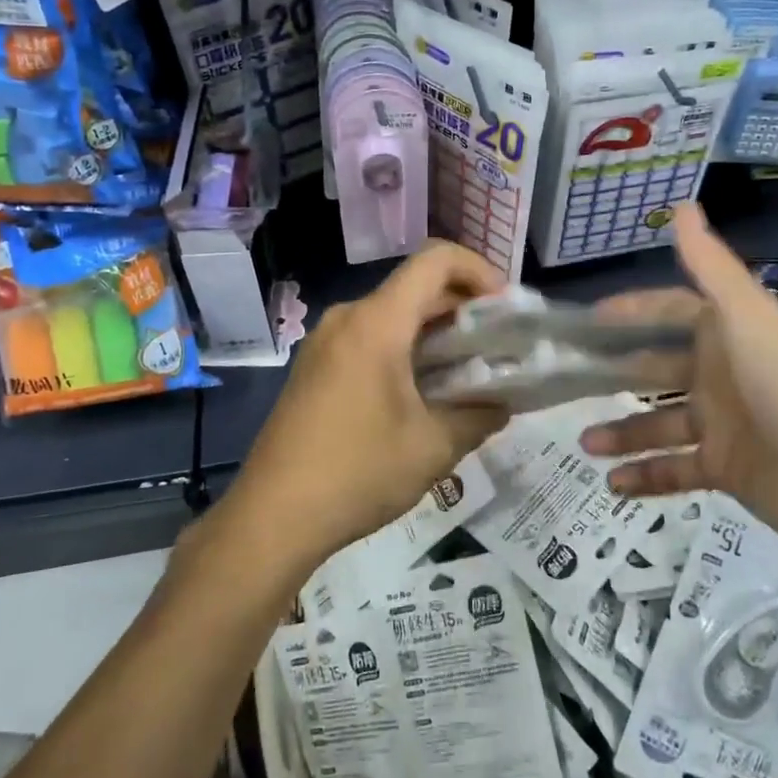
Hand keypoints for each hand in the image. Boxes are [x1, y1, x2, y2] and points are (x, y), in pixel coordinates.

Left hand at [232, 241, 509, 566]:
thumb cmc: (358, 472)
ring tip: (468, 370)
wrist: (272, 517)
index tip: (505, 308)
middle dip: (463, 307)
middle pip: (415, 287)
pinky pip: (369, 338)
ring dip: (434, 332)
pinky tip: (424, 390)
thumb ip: (479, 416)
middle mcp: (348, 318)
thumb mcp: (433, 448)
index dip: (479, 270)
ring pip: (392, 315)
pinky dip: (405, 348)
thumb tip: (501, 404)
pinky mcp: (315, 367)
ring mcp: (325, 342)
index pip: (435, 260)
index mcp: (377, 322)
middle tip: (498, 344)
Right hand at [579, 203, 777, 555]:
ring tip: (584, 442)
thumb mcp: (745, 316)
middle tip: (568, 381)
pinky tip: (611, 483)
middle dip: (615, 373)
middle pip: (656, 368)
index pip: (669, 313)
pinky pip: (674, 470)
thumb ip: (710, 265)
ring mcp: (721, 424)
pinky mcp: (723, 469)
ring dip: (622, 432)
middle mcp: (720, 374)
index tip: (588, 318)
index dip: (631, 311)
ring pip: (658, 423)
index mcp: (726, 334)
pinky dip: (644, 476)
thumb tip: (681, 205)